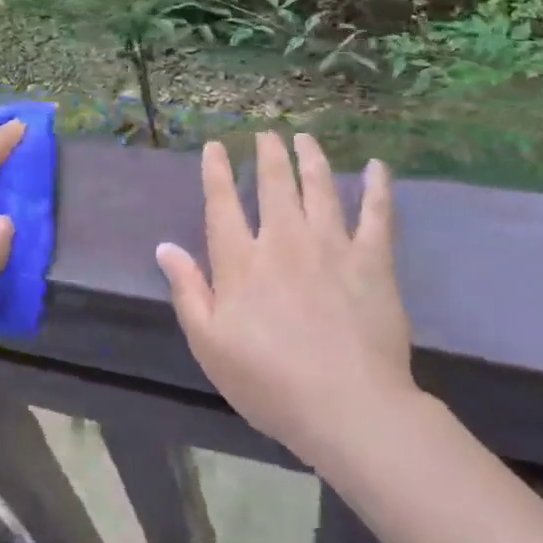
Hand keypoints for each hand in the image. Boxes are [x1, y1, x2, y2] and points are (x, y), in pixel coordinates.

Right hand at [156, 133, 416, 464]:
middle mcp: (284, 240)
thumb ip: (188, 290)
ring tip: (305, 138)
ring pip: (320, 187)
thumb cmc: (269, 382)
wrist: (347, 407)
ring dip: (311, 157)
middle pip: (274, 183)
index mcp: (241, 261)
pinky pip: (377, 213)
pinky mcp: (372, 260)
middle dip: (268, 154)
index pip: (222, 203)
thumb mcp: (209, 344)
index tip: (216, 146)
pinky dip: (378, 186)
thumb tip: (165, 247)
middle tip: (266, 134)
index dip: (216, 171)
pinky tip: (377, 167)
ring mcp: (331, 245)